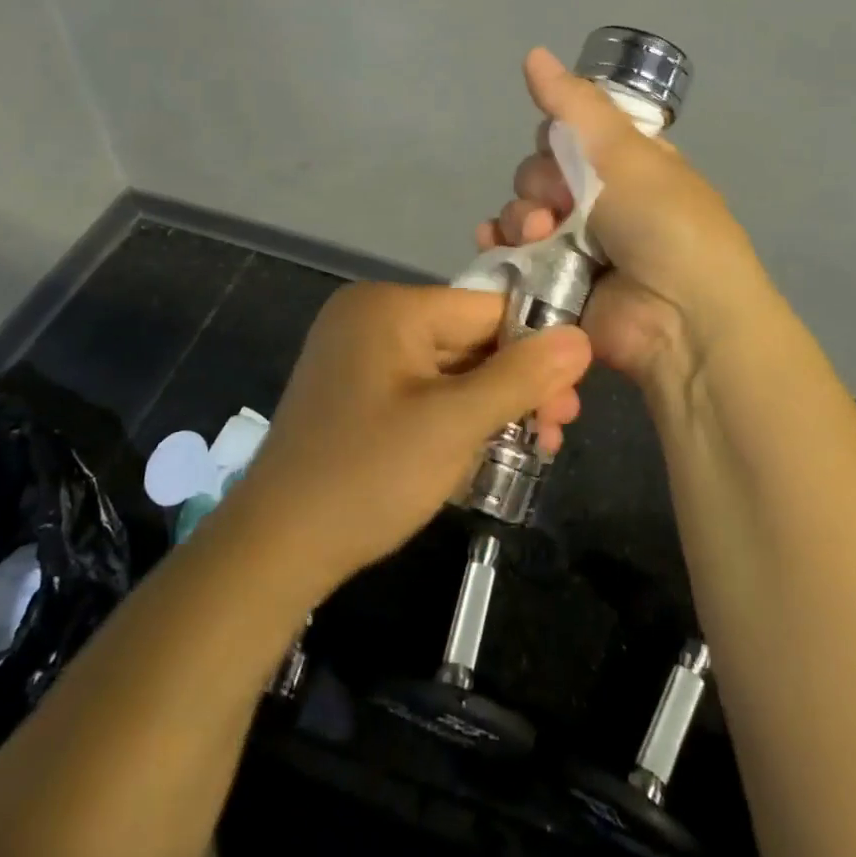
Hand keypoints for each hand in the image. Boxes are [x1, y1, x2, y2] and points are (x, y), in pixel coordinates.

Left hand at [231, 283, 590, 593]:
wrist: (273, 551)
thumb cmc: (366, 477)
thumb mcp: (454, 425)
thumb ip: (521, 377)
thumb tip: (581, 337)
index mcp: (390, 306)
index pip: (486, 308)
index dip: (535, 347)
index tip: (570, 396)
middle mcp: (372, 316)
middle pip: (469, 338)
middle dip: (516, 385)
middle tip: (555, 431)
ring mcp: (359, 353)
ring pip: (449, 368)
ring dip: (491, 405)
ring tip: (534, 448)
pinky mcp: (355, 389)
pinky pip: (422, 388)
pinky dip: (455, 415)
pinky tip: (486, 449)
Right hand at [476, 48, 768, 396]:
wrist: (681, 317)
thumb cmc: (663, 221)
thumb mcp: (625, 151)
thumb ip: (574, 104)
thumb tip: (533, 53)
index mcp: (623, 164)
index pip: (567, 133)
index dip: (555, 137)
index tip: (562, 149)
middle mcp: (599, 201)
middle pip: (538, 172)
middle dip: (538, 183)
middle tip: (561, 205)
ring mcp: (576, 245)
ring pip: (522, 213)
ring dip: (521, 218)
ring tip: (540, 236)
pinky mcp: (553, 284)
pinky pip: (512, 255)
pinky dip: (498, 246)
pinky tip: (494, 244)